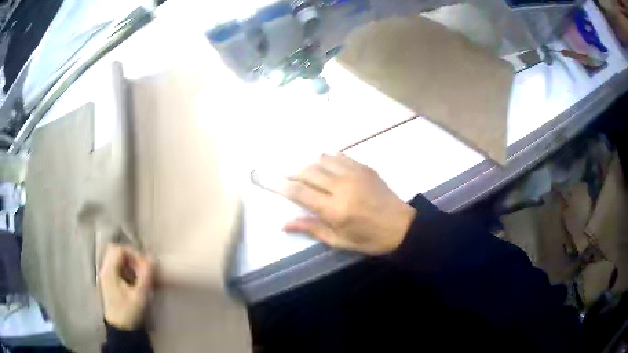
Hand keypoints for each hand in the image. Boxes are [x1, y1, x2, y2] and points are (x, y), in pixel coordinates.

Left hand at [99, 244, 153, 329]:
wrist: (121, 329)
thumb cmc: (129, 312)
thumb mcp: (140, 295)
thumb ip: (145, 276)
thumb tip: (152, 258)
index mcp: (109, 271)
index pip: (119, 249)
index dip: (133, 254)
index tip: (144, 265)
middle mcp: (105, 269)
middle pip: (116, 252)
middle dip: (131, 258)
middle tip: (142, 269)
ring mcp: (106, 275)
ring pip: (116, 259)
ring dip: (129, 264)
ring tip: (140, 276)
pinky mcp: (109, 281)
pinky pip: (117, 267)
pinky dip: (126, 270)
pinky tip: (134, 282)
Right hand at [284, 153, 415, 254]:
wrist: (402, 226)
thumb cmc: (369, 239)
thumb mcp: (339, 241)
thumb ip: (311, 229)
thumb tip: (284, 224)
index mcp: (334, 209)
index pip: (300, 192)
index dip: (283, 186)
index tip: (271, 182)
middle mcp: (341, 187)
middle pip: (308, 171)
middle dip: (292, 172)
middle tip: (284, 175)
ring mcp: (354, 173)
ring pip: (322, 159)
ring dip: (308, 163)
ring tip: (302, 170)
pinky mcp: (364, 168)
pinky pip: (339, 156)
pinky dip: (327, 158)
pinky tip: (323, 164)